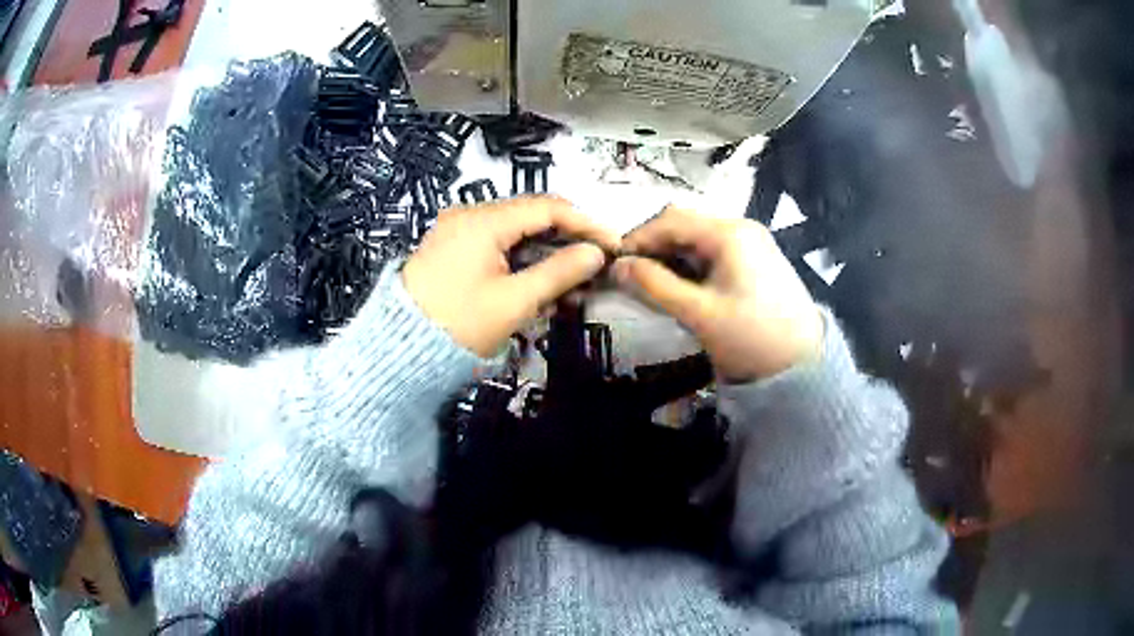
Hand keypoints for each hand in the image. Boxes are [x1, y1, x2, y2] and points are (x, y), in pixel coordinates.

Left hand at [403, 197, 619, 356]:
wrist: (400, 350)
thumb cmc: (459, 325)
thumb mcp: (514, 302)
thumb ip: (559, 273)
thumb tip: (596, 253)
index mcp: (483, 221)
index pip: (547, 208)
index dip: (585, 223)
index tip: (613, 244)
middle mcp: (469, 215)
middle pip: (530, 216)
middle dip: (566, 239)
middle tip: (595, 264)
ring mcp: (457, 230)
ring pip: (515, 231)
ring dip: (545, 252)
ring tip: (572, 279)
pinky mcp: (452, 248)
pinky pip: (496, 244)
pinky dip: (521, 259)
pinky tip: (539, 281)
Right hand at [614, 207, 822, 381]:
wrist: (803, 364)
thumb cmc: (751, 337)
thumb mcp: (698, 313)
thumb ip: (655, 285)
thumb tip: (618, 266)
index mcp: (729, 233)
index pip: (671, 220)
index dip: (639, 237)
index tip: (615, 262)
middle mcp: (741, 228)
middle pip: (685, 224)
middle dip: (655, 246)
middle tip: (632, 275)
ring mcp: (752, 242)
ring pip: (699, 238)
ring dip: (673, 255)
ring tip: (653, 283)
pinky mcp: (756, 259)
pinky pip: (714, 251)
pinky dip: (692, 264)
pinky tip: (682, 285)